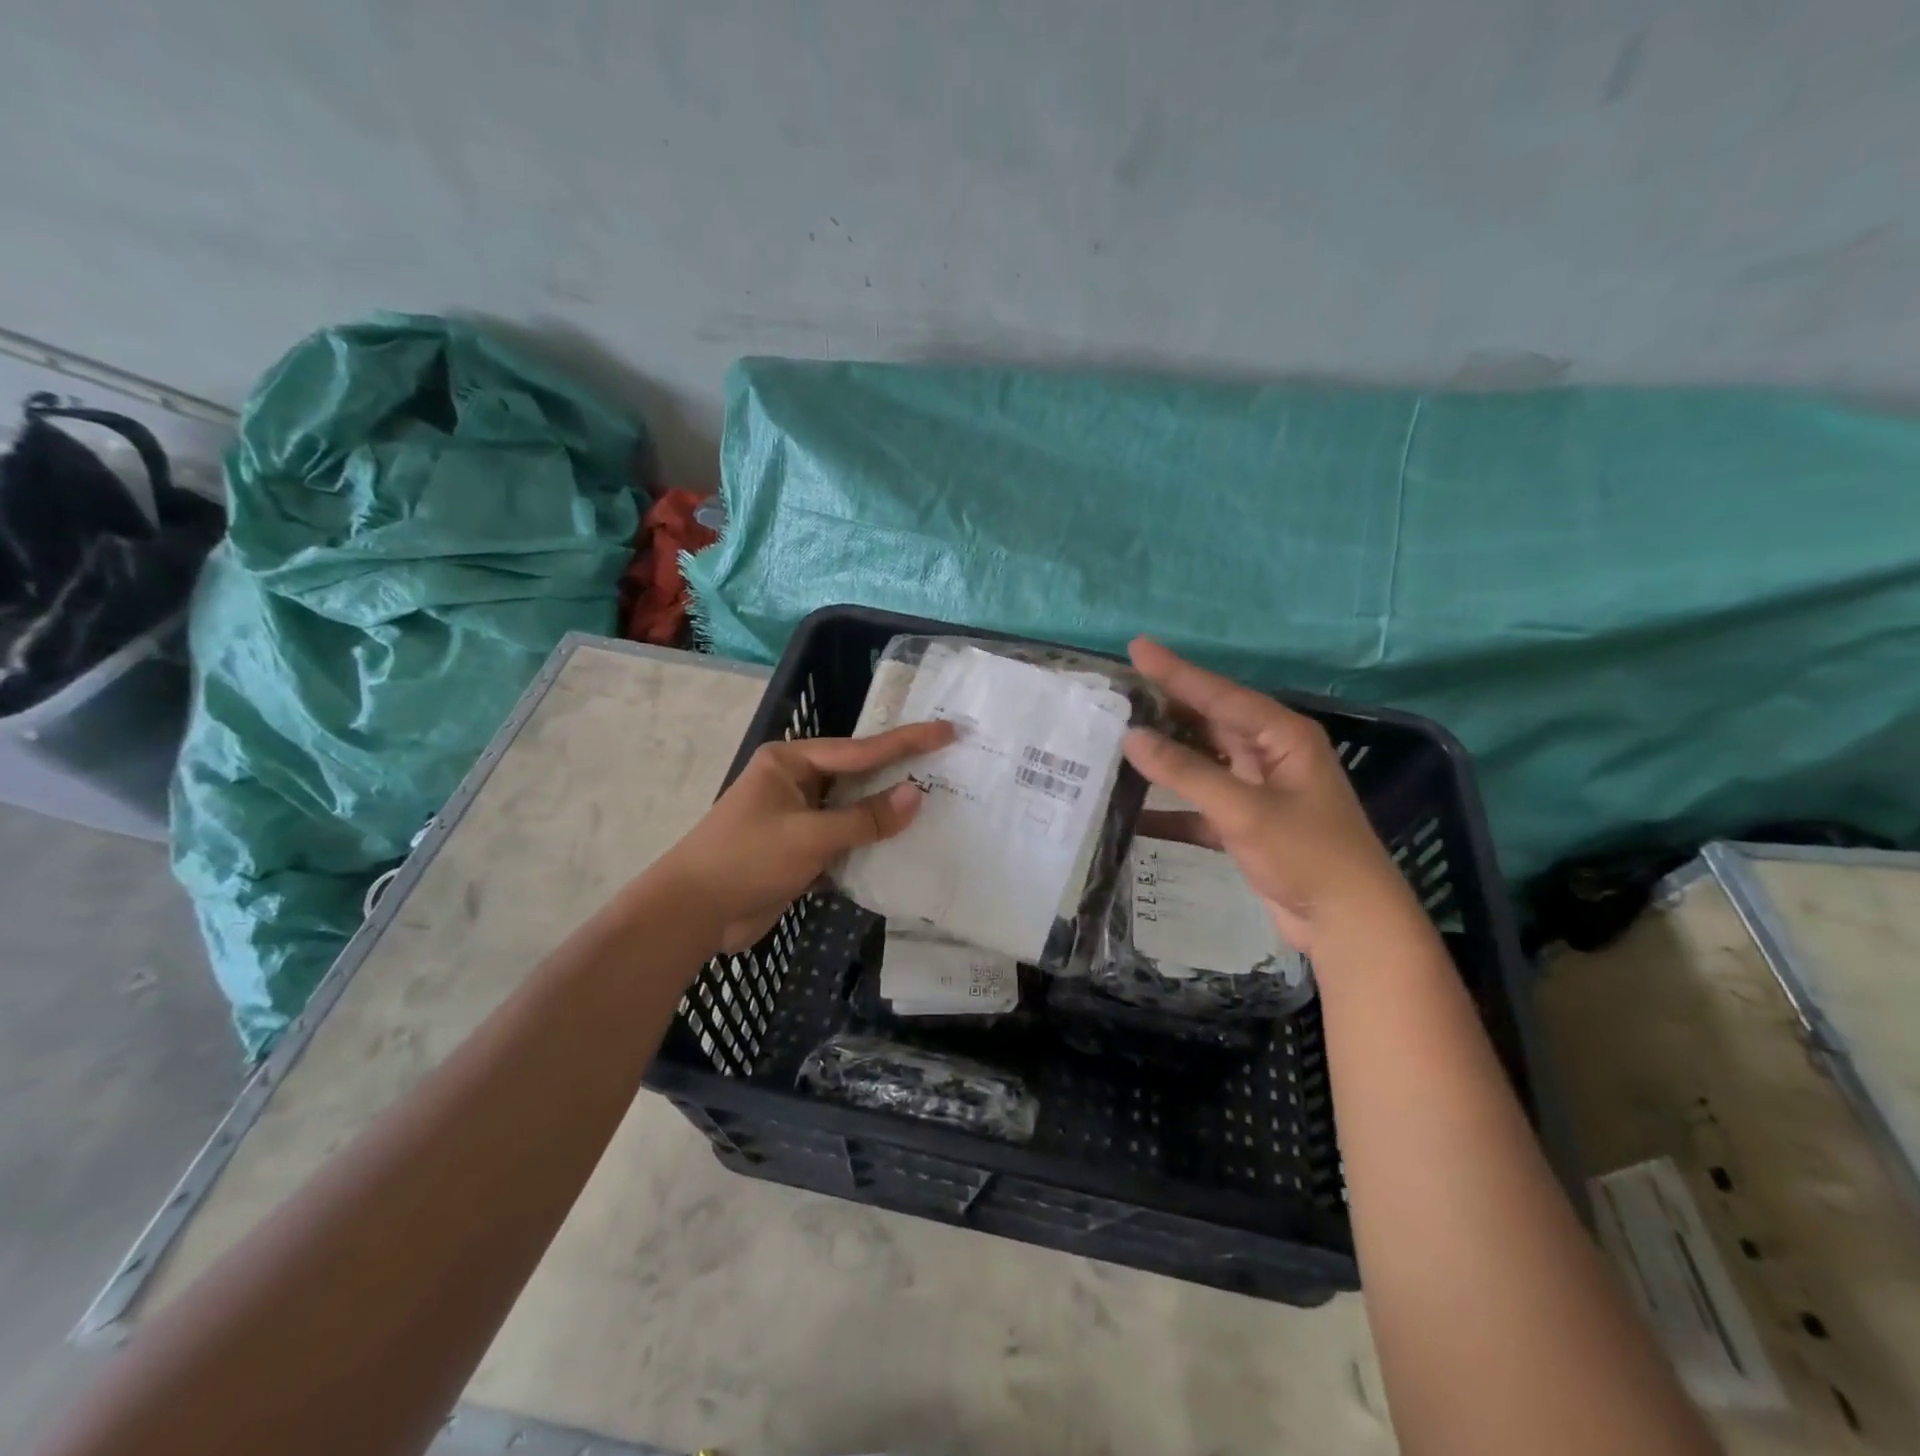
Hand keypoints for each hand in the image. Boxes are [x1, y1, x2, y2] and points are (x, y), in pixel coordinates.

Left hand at [659, 721, 955, 952]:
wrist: (693, 914)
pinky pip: (845, 838)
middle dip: (900, 773)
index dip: (907, 742)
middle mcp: (796, 781)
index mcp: (791, 761)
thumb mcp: (810, 837)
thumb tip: (917, 794)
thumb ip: (865, 818)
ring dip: (887, 812)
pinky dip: (870, 842)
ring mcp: (798, 816)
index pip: (860, 749)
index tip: (947, 731)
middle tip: (949, 763)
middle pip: (858, 775)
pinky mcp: (800, 849)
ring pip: (854, 809)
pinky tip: (904, 845)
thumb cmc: (746, 860)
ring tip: (938, 802)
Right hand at [1122, 638, 1421, 955]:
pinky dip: (1171, 809)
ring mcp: (1257, 790)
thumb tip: (1131, 738)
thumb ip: (1186, 772)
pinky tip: (1133, 811)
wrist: (1349, 925)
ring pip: (1201, 762)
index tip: (1135, 647)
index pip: (1219, 693)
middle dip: (1164, 709)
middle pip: (1209, 722)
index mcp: (1282, 735)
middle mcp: (1270, 754)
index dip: (1175, 671)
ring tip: (1116, 739)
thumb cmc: (1307, 855)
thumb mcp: (1244, 810)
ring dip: (1164, 757)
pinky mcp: (1246, 824)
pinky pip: (1199, 805)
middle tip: (1116, 693)